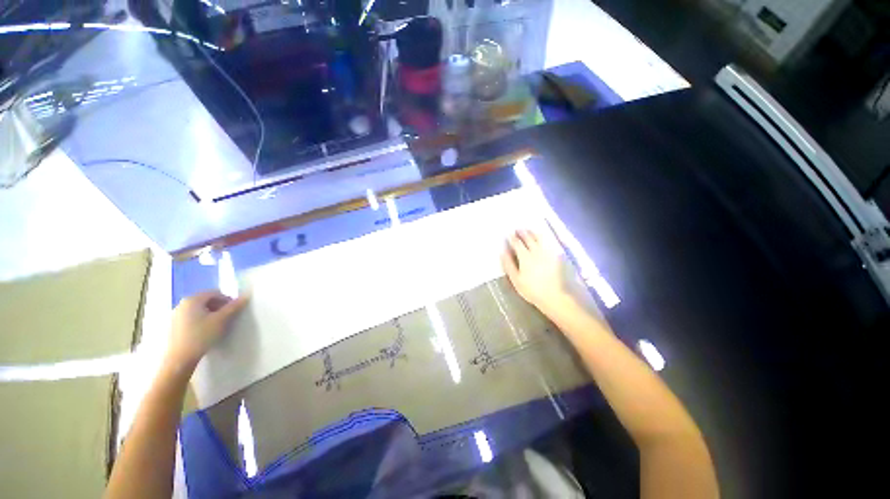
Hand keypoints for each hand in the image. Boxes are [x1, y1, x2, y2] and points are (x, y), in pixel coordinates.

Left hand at [166, 291, 248, 368]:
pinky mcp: (174, 325)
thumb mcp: (219, 323)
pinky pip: (189, 318)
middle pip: (204, 300)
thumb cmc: (201, 337)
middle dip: (217, 308)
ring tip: (214, 329)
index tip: (234, 313)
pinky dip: (198, 322)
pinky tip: (202, 335)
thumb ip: (232, 309)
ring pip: (196, 310)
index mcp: (194, 298)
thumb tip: (245, 296)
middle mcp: (184, 301)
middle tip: (226, 322)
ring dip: (207, 315)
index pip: (214, 293)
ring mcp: (177, 313)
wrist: (180, 358)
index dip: (226, 300)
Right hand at [501, 229, 572, 312]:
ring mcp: (547, 251)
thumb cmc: (532, 290)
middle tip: (518, 229)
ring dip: (533, 232)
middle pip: (528, 237)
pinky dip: (543, 237)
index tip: (508, 234)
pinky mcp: (556, 254)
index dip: (512, 237)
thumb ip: (508, 265)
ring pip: (539, 237)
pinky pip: (549, 242)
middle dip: (522, 232)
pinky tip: (542, 239)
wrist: (554, 294)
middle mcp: (536, 250)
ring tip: (530, 231)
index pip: (517, 243)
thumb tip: (502, 252)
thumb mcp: (516, 280)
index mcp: (525, 256)